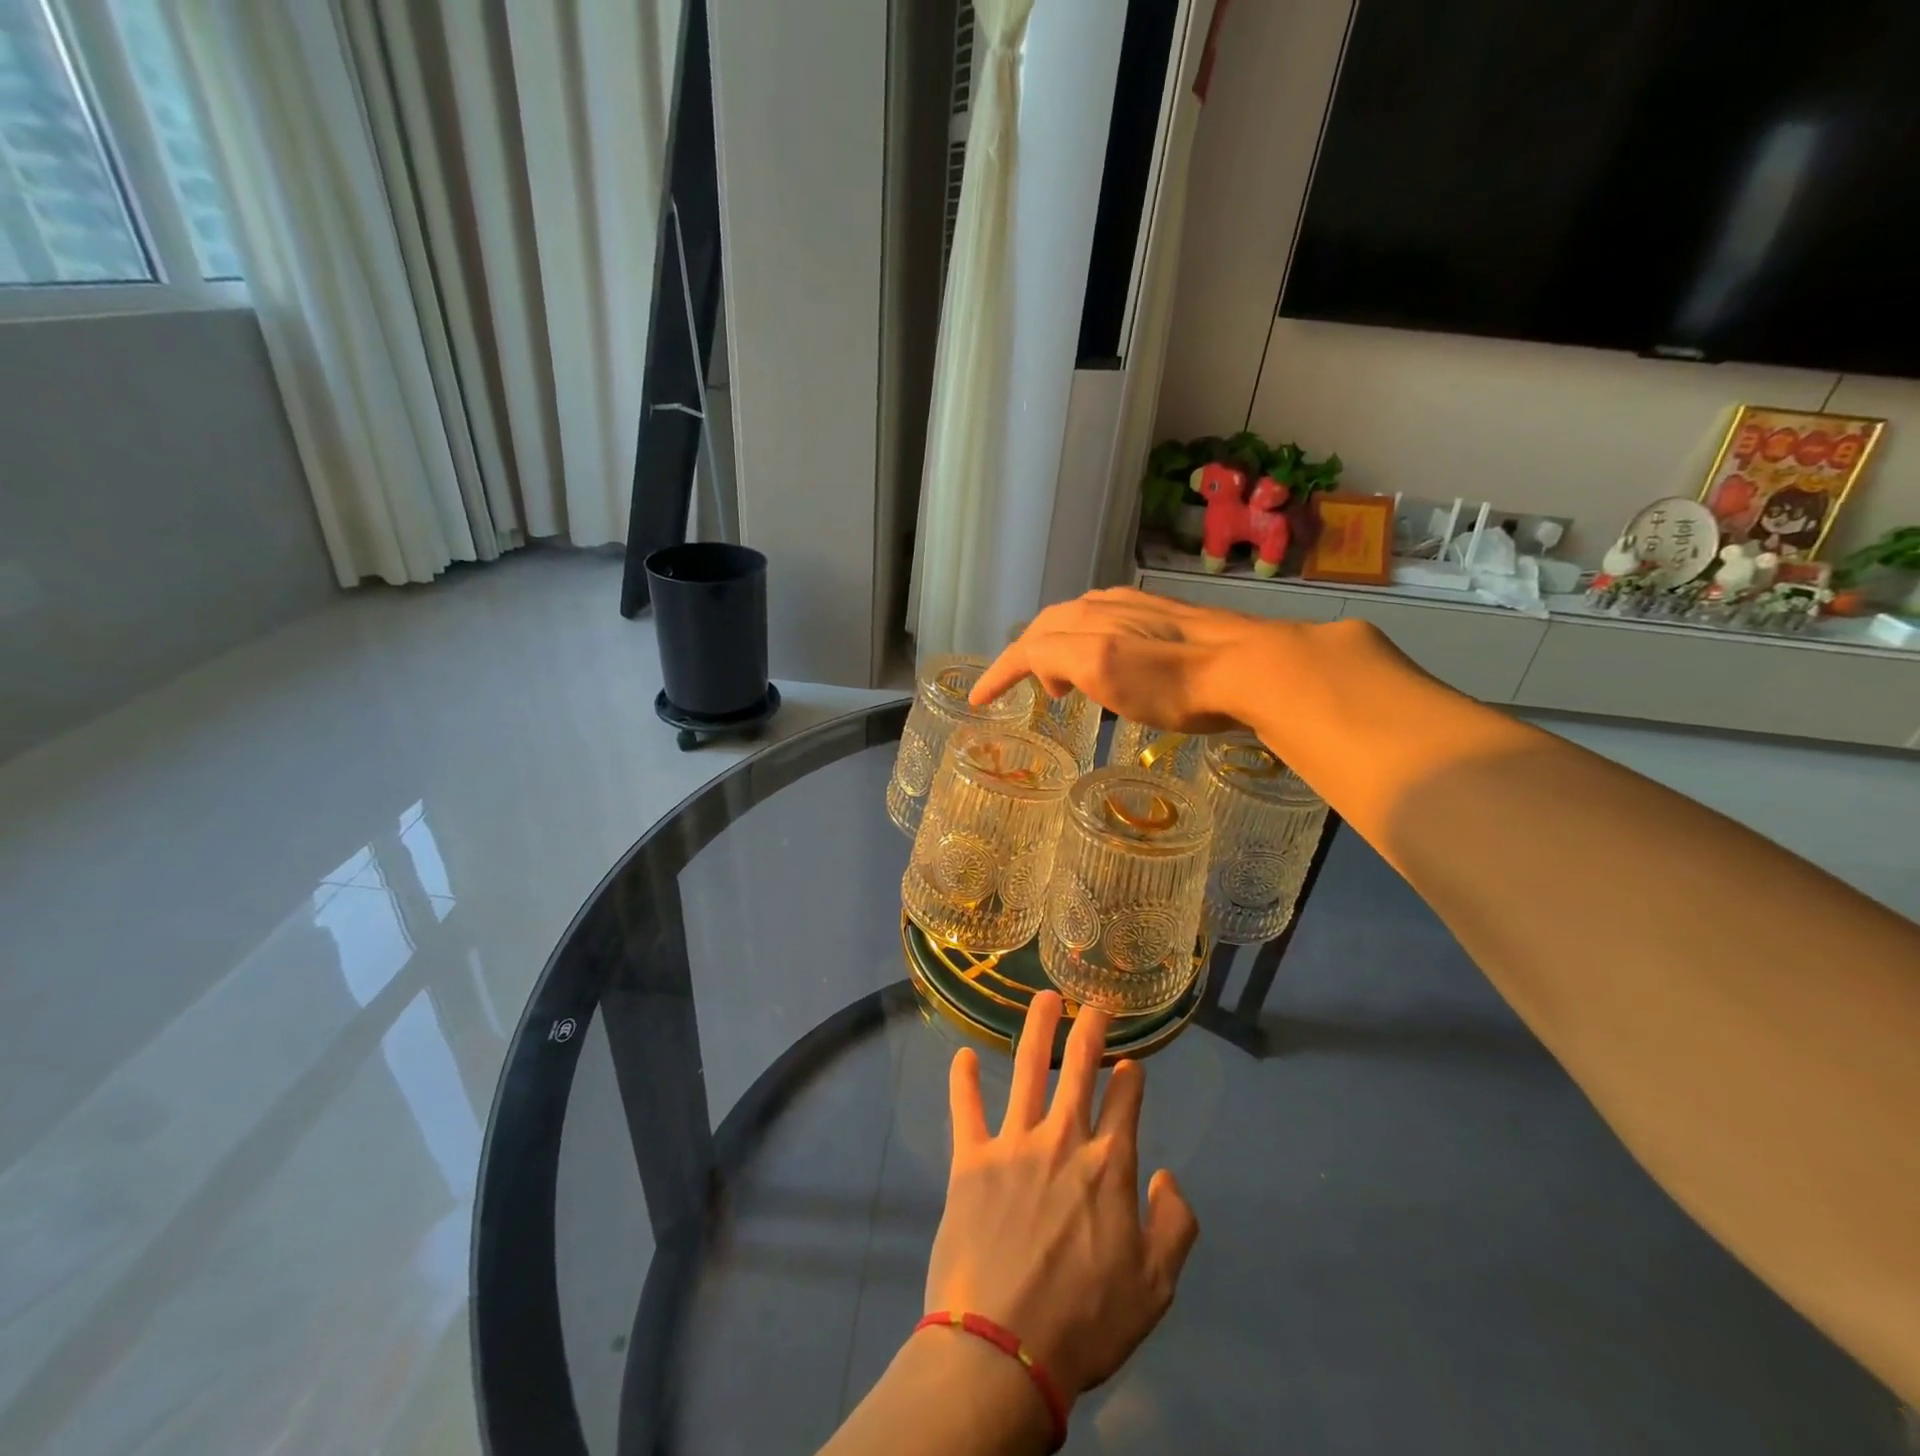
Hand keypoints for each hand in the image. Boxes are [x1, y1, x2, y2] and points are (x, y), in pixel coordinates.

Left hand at [924, 992, 1199, 1405]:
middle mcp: (1063, 1139)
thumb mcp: (1155, 1288)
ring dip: (1037, 1028)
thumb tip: (1168, 1176)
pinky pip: (966, 1108)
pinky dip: (963, 1080)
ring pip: (1026, 1068)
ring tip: (1044, 998)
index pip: (1126, 1101)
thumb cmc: (1085, 1322)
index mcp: (1109, 1165)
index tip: (1131, 1063)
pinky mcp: (971, 1159)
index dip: (1131, 1077)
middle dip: (1090, 1029)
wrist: (1004, 1349)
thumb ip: (1174, 1226)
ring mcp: (1014, 1143)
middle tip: (1094, 1002)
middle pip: (1079, 1068)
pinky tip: (962, 1055)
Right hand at [969, 587, 1274, 730]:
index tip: (977, 700)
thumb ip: (1059, 658)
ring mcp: (1138, 607)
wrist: (1252, 666)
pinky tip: (1109, 654)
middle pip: (1048, 626)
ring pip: (1078, 620)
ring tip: (1068, 679)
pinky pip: (1107, 621)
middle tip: (1037, 693)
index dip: (999, 672)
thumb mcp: (1104, 670)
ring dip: (1059, 647)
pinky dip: (1090, 641)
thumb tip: (1046, 667)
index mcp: (1084, 622)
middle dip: (1030, 657)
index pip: (1026, 646)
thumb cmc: (1174, 682)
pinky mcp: (1166, 615)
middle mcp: (1104, 606)